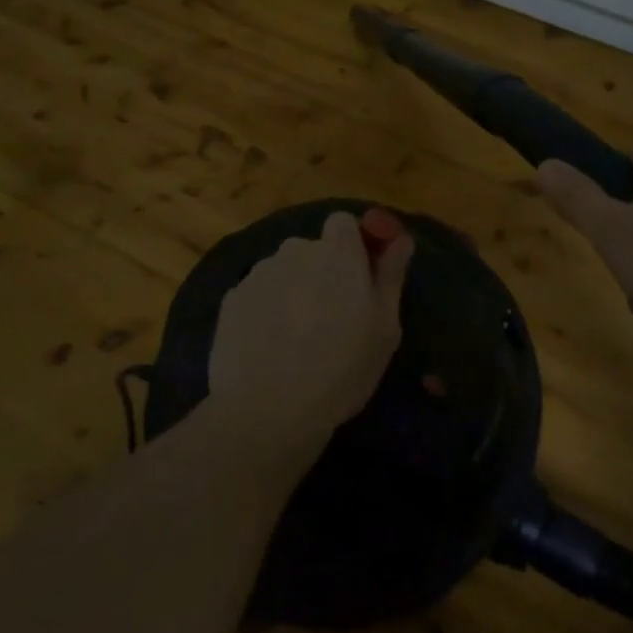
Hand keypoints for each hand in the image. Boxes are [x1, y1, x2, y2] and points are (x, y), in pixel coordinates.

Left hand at [205, 209, 411, 470]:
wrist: (266, 410)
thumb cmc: (341, 368)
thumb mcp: (384, 327)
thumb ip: (391, 274)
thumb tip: (400, 238)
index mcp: (338, 252)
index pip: (343, 222)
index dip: (351, 245)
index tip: (358, 278)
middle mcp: (296, 250)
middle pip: (312, 249)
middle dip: (321, 272)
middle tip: (331, 318)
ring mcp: (260, 273)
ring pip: (283, 272)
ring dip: (292, 290)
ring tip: (296, 338)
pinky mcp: (232, 299)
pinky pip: (257, 295)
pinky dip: (264, 311)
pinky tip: (268, 348)